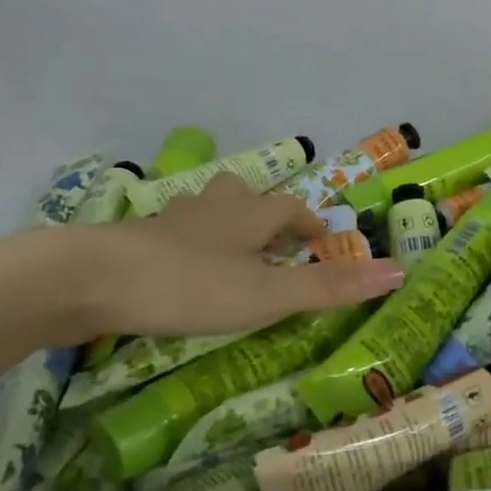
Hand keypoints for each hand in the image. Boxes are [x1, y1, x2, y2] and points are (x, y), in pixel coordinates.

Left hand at [0, 174, 403, 345]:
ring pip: (206, 210)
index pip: (289, 208)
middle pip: (245, 197)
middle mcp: (211, 209)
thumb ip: (329, 287)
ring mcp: (169, 222)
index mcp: (248, 215)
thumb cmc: (190, 284)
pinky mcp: (135, 241)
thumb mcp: (267, 293)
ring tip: (233, 252)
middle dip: (266, 215)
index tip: (322, 242)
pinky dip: (188, 244)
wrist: (91, 279)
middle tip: (277, 243)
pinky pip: (173, 233)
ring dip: (225, 224)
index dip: (309, 223)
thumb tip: (399, 271)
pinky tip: (181, 268)